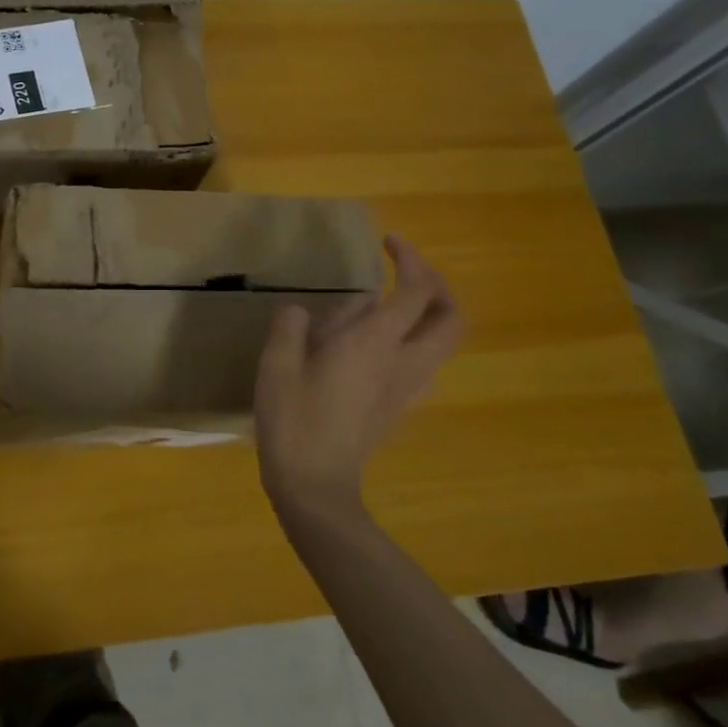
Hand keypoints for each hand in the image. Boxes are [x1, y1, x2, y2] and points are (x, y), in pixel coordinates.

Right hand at [253, 235, 461, 525]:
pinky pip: (422, 362)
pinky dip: (412, 341)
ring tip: (391, 305)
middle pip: (450, 318)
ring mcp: (406, 388)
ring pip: (441, 343)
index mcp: (375, 343)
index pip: (416, 291)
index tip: (389, 242)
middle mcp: (403, 361)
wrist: (315, 484)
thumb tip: (303, 312)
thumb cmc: (293, 419)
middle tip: (406, 273)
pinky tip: (375, 346)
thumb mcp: (277, 364)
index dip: (411, 259)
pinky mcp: (398, 407)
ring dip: (428, 315)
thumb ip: (291, 326)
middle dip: (437, 287)